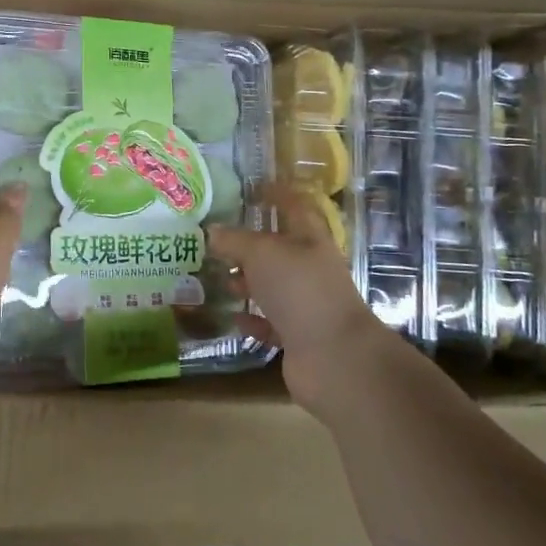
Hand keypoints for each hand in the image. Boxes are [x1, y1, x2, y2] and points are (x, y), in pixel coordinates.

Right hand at [209, 188, 414, 415]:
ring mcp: (305, 304)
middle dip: (250, 244)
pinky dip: (251, 318)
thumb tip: (211, 231)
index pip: (295, 207)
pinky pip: (269, 322)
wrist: (334, 356)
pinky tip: (231, 316)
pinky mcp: (297, 336)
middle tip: (217, 240)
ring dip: (246, 282)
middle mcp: (310, 269)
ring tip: (217, 277)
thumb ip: (235, 241)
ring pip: (271, 286)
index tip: (252, 188)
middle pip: (279, 249)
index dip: (276, 195)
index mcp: (310, 240)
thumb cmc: (301, 290)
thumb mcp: (263, 254)